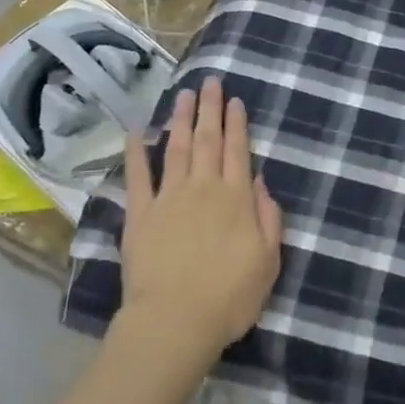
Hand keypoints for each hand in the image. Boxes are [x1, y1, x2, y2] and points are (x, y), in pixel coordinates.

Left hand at [118, 77, 282, 374]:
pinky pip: (137, 177)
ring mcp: (169, 199)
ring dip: (180, 120)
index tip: (234, 99)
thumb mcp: (268, 260)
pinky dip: (136, 152)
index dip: (237, 123)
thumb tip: (260, 180)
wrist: (175, 322)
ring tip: (182, 95)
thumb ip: (268, 217)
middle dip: (209, 109)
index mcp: (236, 198)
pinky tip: (135, 132)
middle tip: (209, 81)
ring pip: (177, 149)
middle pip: (208, 140)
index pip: (238, 151)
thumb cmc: (230, 297)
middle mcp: (203, 188)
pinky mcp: (140, 215)